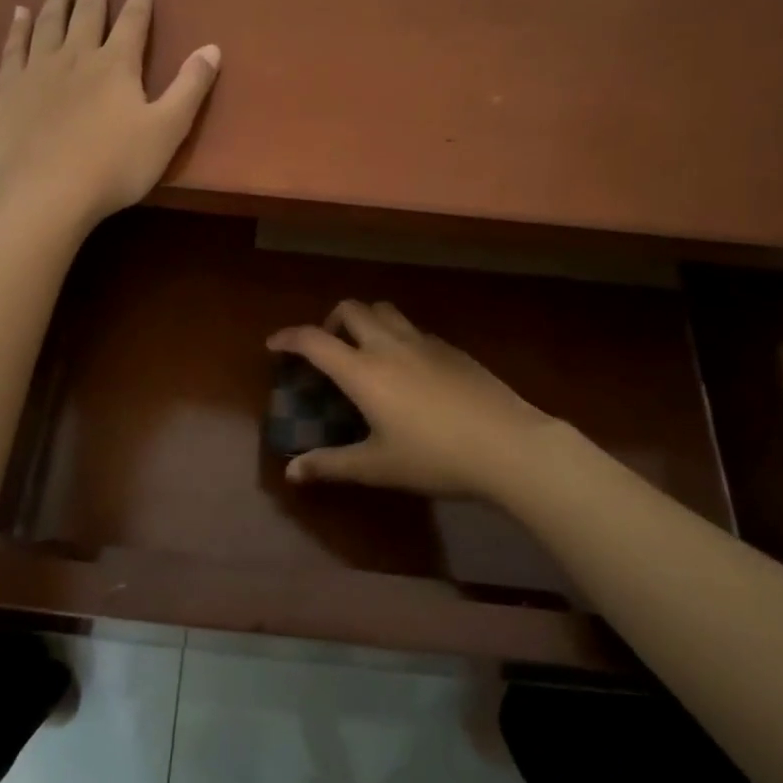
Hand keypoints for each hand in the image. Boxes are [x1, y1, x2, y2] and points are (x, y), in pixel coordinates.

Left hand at [0, 0, 220, 228]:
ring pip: (49, 23)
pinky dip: (18, 27)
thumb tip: (213, 48)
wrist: (47, 193)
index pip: (132, 22)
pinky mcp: (9, 90)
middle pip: (86, 14)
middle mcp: (77, 57)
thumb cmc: (114, 165)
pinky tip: (19, 14)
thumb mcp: (167, 130)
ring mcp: (39, 71)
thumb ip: (190, 88)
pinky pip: (14, 47)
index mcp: (116, 65)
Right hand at [266, 300, 576, 500]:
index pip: (314, 340)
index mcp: (363, 371)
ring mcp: (424, 342)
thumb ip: (331, 465)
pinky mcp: (452, 349)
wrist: (508, 445)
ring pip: (384, 311)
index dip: (288, 337)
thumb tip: (292, 472)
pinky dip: (396, 337)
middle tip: (327, 351)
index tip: (274, 345)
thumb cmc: (435, 458)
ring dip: (365, 321)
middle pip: (351, 309)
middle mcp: (389, 345)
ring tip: (365, 353)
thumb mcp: (377, 467)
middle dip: (329, 322)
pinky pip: (413, 329)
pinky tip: (409, 372)